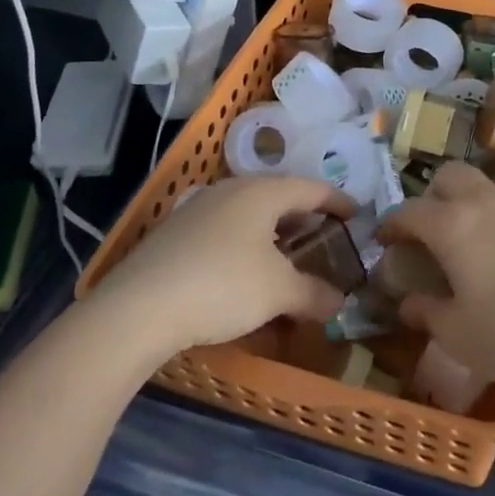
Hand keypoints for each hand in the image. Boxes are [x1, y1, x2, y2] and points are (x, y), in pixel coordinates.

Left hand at [92, 177, 351, 355]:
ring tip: (287, 256)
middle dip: (304, 217)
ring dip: (273, 232)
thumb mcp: (279, 292)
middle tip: (324, 237)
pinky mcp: (174, 233)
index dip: (338, 201)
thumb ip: (314, 293)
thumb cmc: (223, 285)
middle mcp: (231, 190)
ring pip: (249, 213)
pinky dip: (245, 244)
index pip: (312, 188)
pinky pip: (224, 229)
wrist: (138, 307)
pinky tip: (243, 271)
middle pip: (279, 196)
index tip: (356, 214)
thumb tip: (340, 302)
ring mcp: (198, 208)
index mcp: (262, 191)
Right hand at [377, 164, 494, 389]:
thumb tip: (408, 302)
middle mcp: (482, 204)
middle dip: (430, 196)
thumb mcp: (457, 334)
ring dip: (462, 205)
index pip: (409, 211)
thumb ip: (426, 312)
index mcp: (452, 226)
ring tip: (462, 247)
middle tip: (426, 232)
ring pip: (479, 187)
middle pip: (448, 176)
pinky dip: (490, 219)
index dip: (391, 224)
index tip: (384, 241)